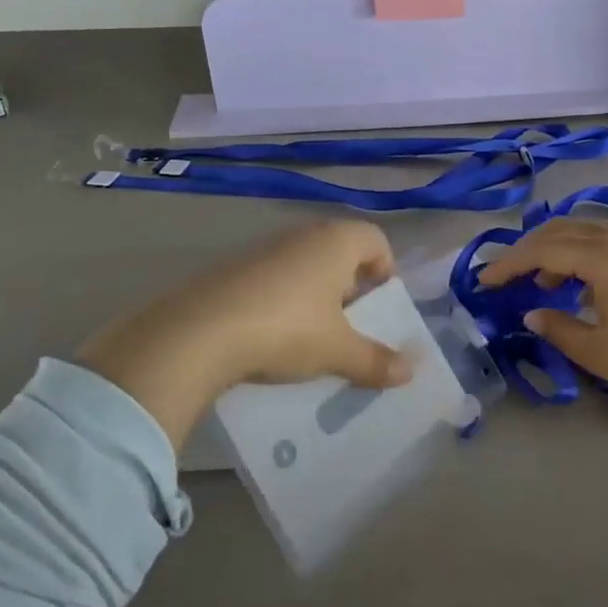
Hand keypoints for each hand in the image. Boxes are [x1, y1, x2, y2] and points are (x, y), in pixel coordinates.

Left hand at [74, 222, 413, 450]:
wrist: (198, 332)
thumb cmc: (286, 329)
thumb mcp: (336, 350)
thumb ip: (374, 360)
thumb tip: (409, 372)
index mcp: (335, 242)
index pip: (376, 239)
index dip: (385, 269)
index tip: (379, 305)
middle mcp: (301, 235)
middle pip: (338, 250)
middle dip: (348, 286)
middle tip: (349, 323)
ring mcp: (262, 248)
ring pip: (302, 265)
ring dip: (312, 294)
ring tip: (310, 335)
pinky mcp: (231, 267)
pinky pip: (270, 278)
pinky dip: (279, 299)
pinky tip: (270, 336)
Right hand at [477, 218, 607, 415]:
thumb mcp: (599, 351)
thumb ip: (558, 328)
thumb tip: (532, 315)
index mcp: (602, 256)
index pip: (541, 250)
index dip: (508, 264)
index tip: (484, 281)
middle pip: (560, 230)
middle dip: (527, 250)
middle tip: (506, 275)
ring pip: (585, 233)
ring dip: (556, 252)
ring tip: (543, 285)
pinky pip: (606, 243)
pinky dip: (582, 256)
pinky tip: (582, 288)